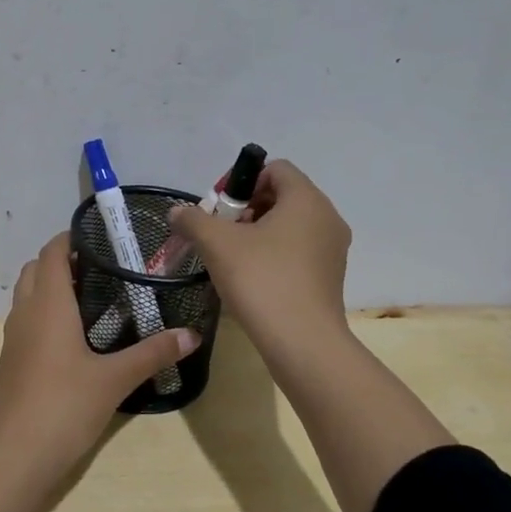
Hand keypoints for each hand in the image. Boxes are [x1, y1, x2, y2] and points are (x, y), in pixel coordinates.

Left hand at [0, 232, 198, 511]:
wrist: (11, 458)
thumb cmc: (61, 407)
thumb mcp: (114, 380)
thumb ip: (152, 354)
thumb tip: (192, 335)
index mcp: (47, 304)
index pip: (53, 252)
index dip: (73, 237)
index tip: (104, 236)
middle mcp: (25, 313)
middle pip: (37, 269)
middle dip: (65, 260)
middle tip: (105, 267)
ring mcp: (14, 339)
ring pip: (29, 295)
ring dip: (54, 286)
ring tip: (96, 297)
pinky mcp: (12, 362)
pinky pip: (27, 321)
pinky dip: (47, 313)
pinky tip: (77, 336)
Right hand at [167, 159, 352, 368]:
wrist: (301, 342)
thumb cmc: (261, 280)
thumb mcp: (216, 244)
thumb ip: (193, 220)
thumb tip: (177, 212)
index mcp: (306, 200)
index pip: (276, 169)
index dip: (242, 182)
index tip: (220, 210)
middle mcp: (327, 217)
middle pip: (282, 197)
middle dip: (246, 210)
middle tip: (221, 234)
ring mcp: (333, 249)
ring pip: (290, 226)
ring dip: (258, 234)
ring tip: (232, 259)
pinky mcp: (330, 277)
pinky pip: (298, 252)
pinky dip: (274, 256)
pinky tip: (252, 280)